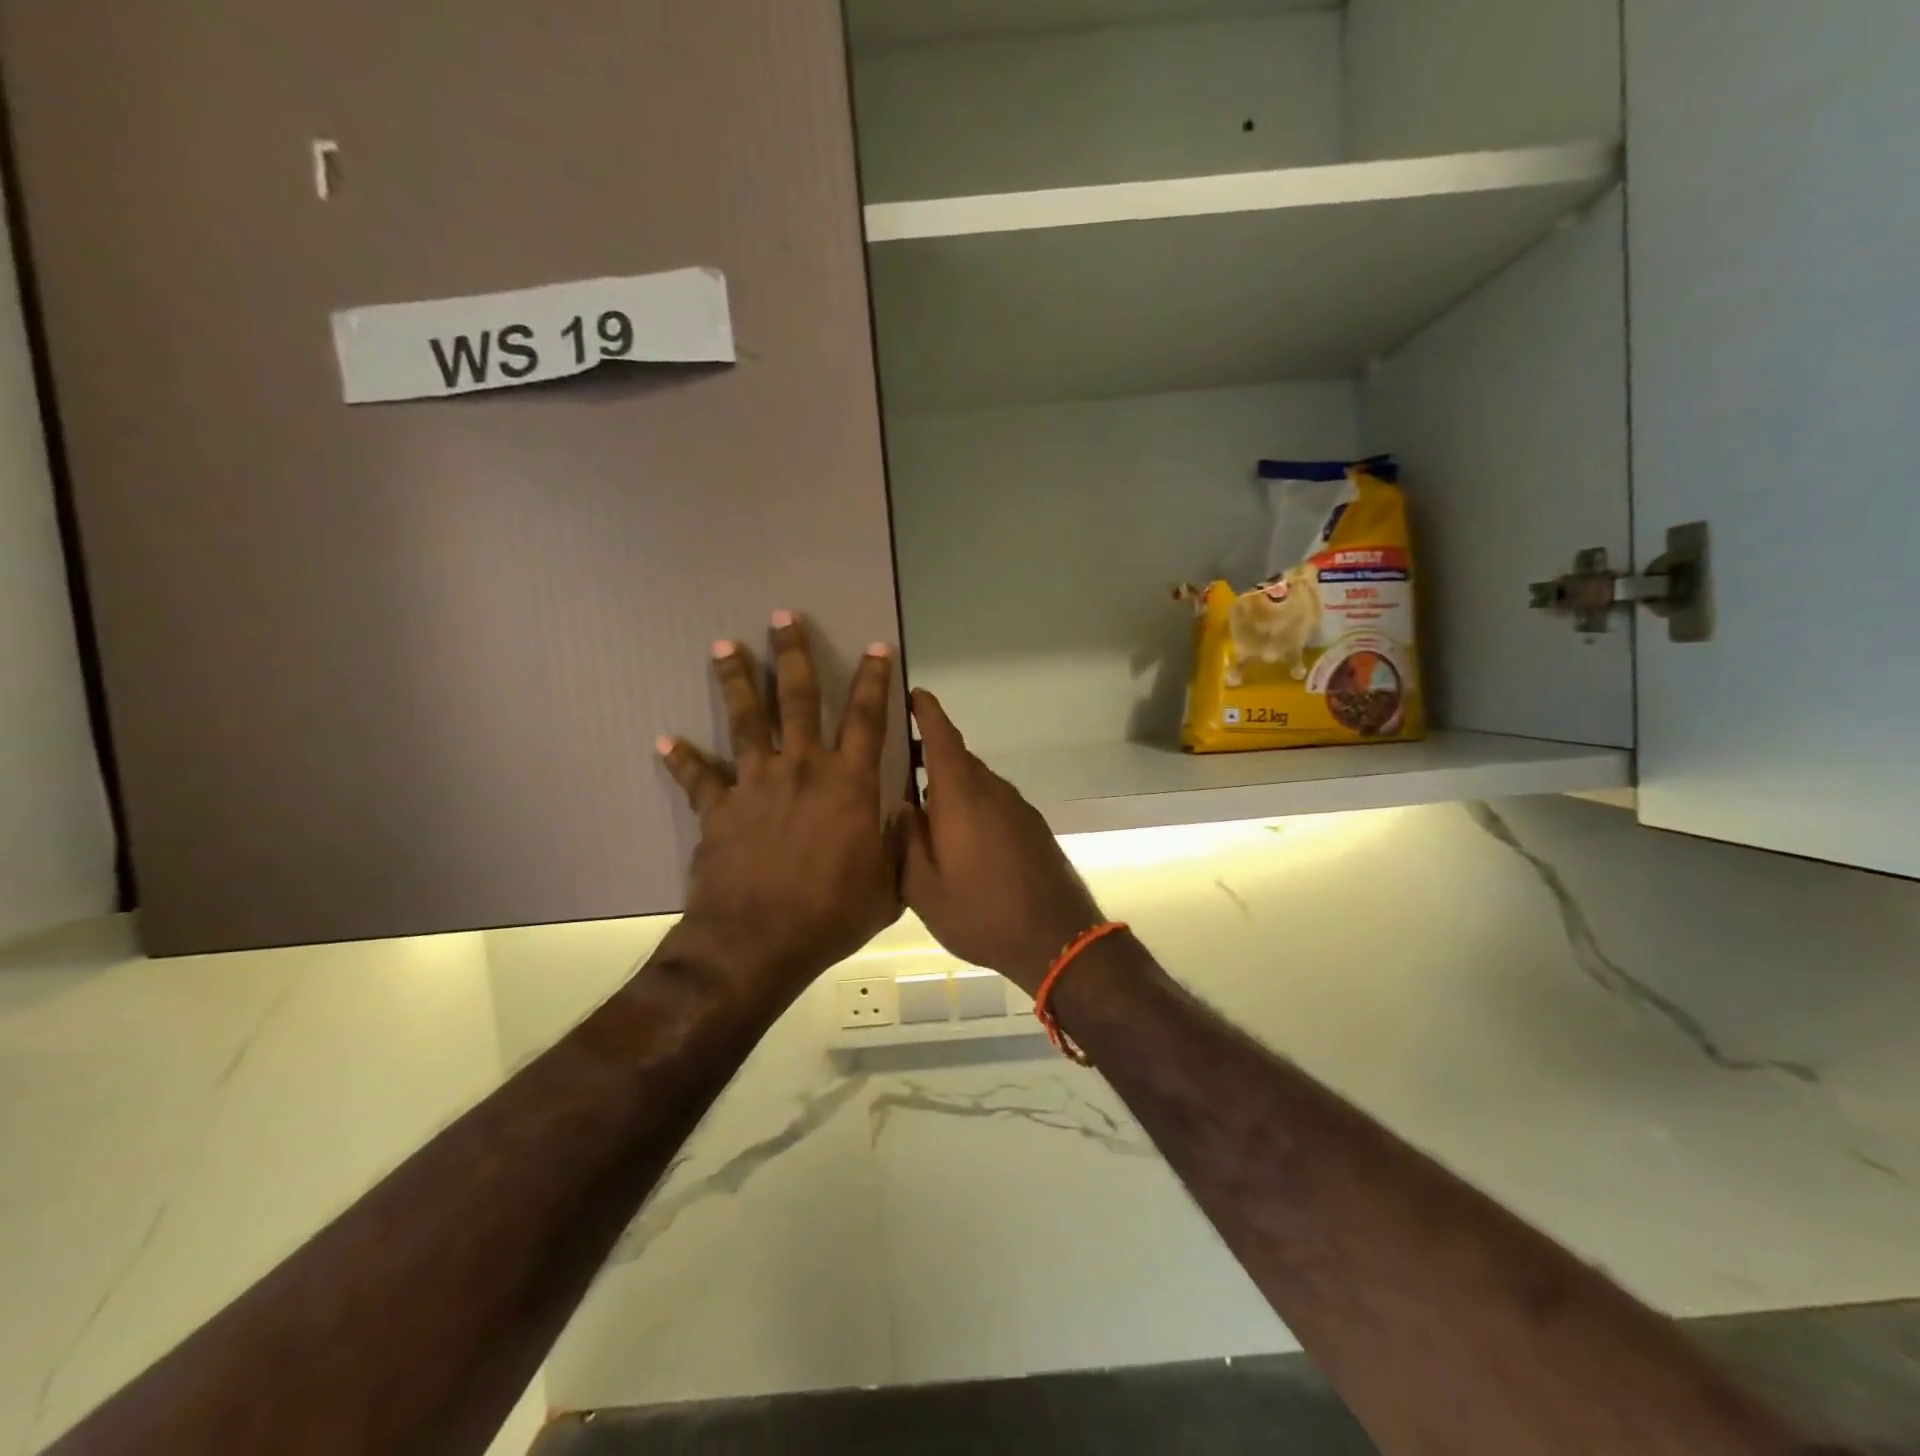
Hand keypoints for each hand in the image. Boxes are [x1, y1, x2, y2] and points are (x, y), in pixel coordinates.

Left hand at [657, 613, 902, 996]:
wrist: (758, 943)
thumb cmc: (831, 914)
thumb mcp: (888, 885)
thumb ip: (897, 843)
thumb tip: (901, 815)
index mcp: (849, 784)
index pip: (867, 718)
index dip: (875, 679)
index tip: (876, 646)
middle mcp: (803, 769)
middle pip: (799, 699)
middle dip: (793, 654)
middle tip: (783, 616)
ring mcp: (756, 784)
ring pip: (746, 720)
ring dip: (736, 680)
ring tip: (723, 646)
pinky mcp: (719, 808)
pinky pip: (698, 777)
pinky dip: (682, 759)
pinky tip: (664, 741)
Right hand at [900, 689, 1104, 993]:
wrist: (1057, 938)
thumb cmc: (982, 913)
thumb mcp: (924, 889)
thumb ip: (906, 842)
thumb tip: (899, 806)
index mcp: (962, 796)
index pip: (943, 738)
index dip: (928, 712)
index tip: (913, 694)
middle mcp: (992, 791)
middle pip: (959, 759)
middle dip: (931, 753)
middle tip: (899, 763)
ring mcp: (1017, 808)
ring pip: (977, 782)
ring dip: (951, 783)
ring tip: (923, 804)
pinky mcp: (1032, 827)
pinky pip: (994, 801)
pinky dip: (972, 803)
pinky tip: (959, 834)